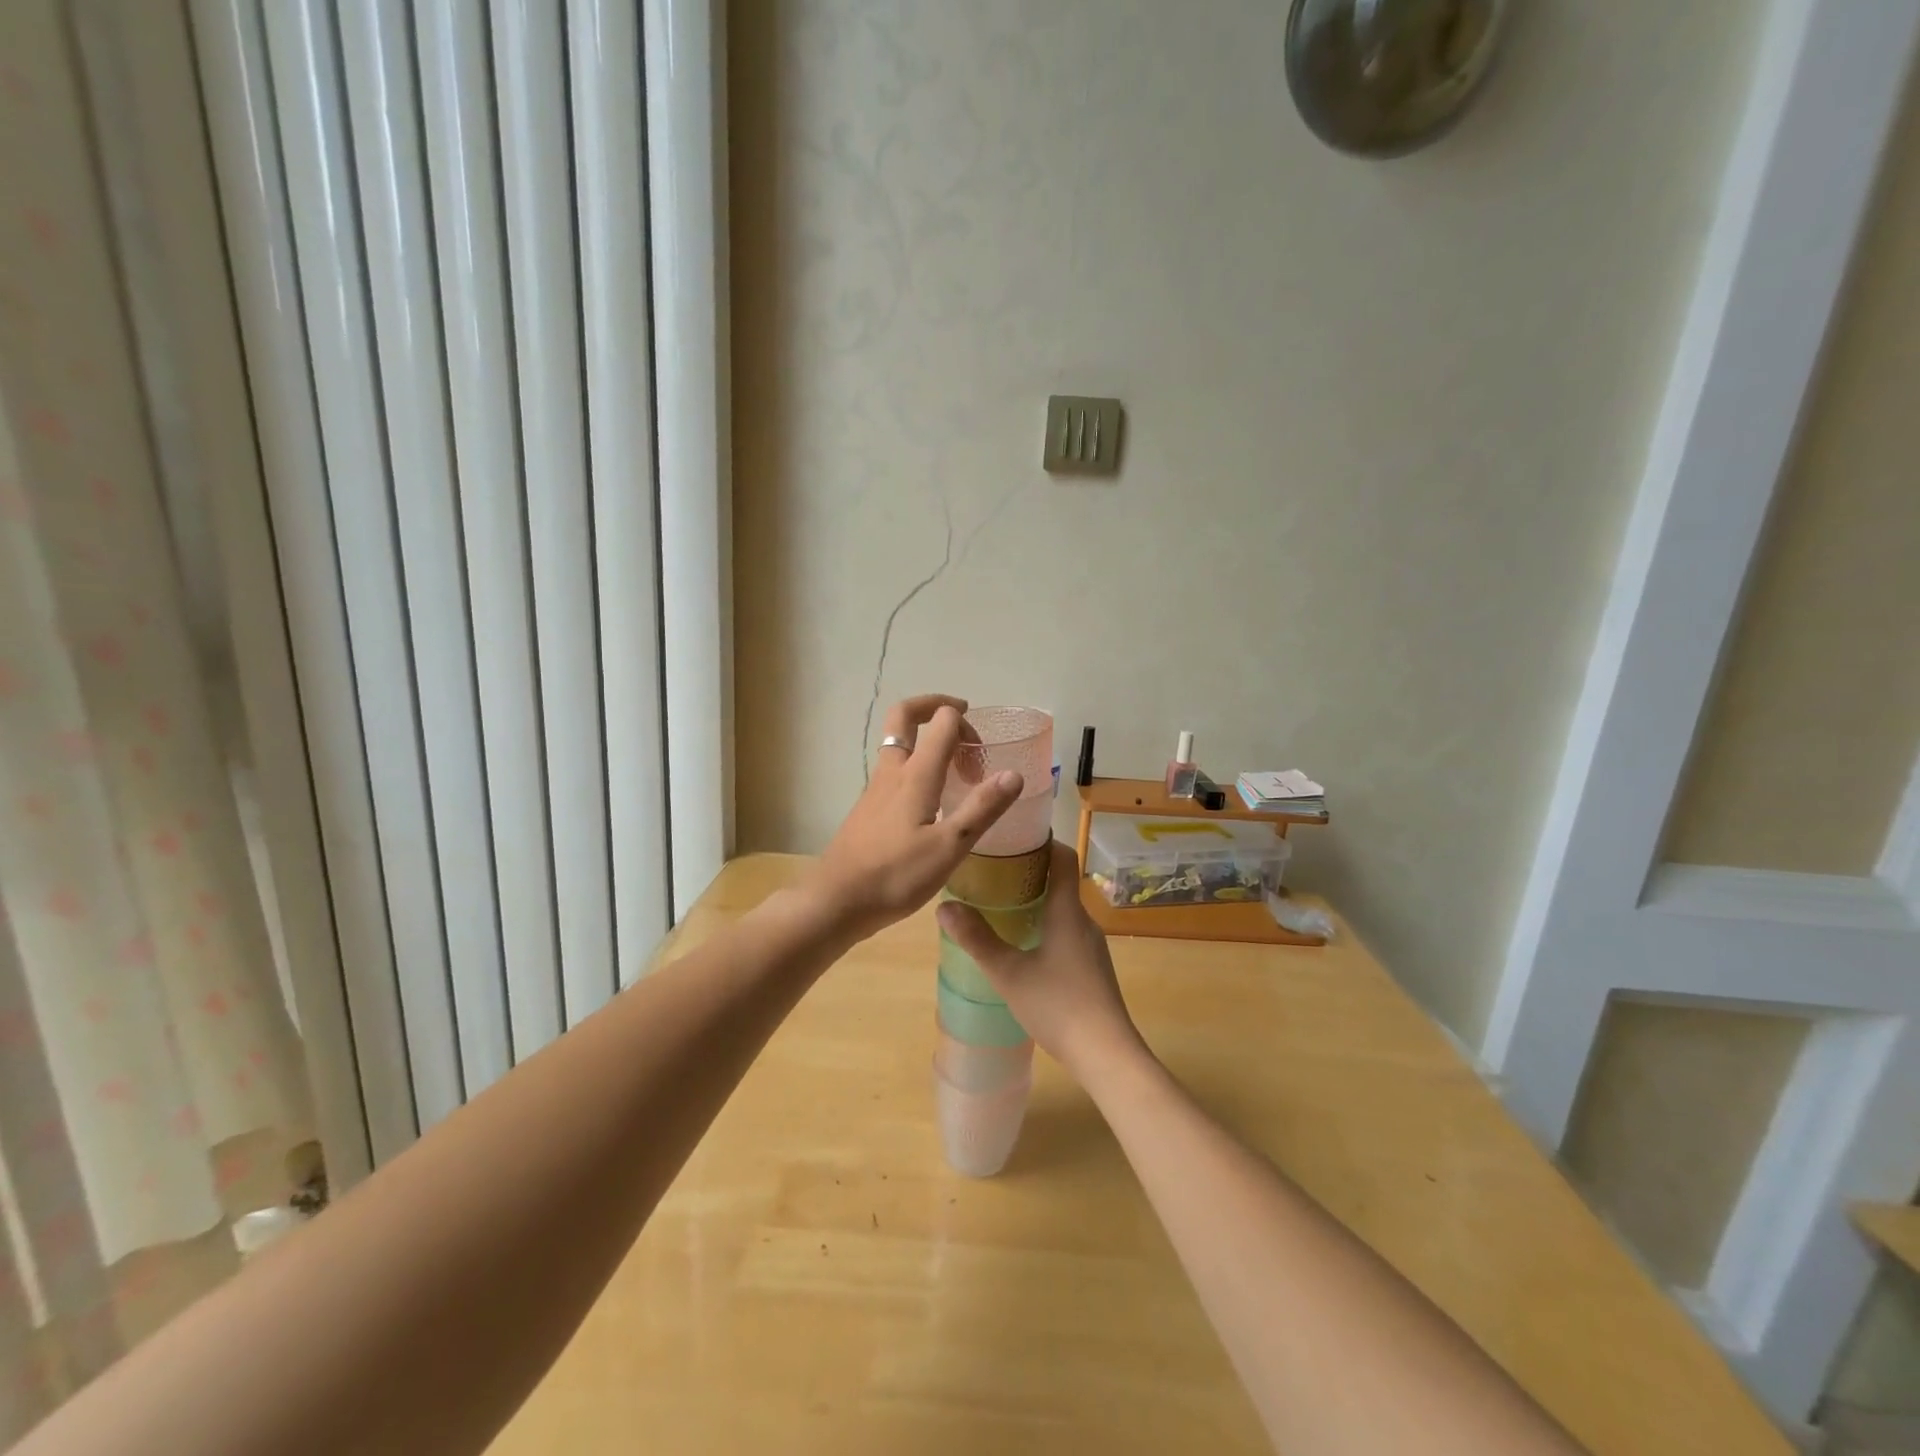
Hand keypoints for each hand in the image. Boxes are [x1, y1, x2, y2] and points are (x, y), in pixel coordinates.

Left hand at [808, 696, 1023, 940]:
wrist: (836, 901)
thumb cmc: (895, 875)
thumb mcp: (949, 847)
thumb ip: (982, 808)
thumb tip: (1014, 774)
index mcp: (915, 774)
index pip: (941, 722)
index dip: (964, 723)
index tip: (982, 750)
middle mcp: (892, 771)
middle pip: (904, 716)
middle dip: (932, 706)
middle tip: (960, 717)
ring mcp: (875, 788)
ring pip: (898, 744)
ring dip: (925, 740)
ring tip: (955, 766)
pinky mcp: (868, 808)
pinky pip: (894, 770)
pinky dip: (916, 767)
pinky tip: (931, 801)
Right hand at [935, 840, 1147, 1080]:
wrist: (1107, 1055)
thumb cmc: (1058, 1006)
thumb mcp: (1009, 973)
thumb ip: (977, 940)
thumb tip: (944, 907)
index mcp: (1067, 911)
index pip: (1063, 857)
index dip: (1042, 841)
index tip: (1013, 838)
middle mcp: (1084, 920)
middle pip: (1060, 882)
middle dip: (1030, 872)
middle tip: (993, 872)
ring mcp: (1092, 946)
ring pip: (1063, 910)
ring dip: (1037, 901)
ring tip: (1002, 906)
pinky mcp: (1093, 968)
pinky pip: (1067, 932)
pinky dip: (1046, 925)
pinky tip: (1024, 947)